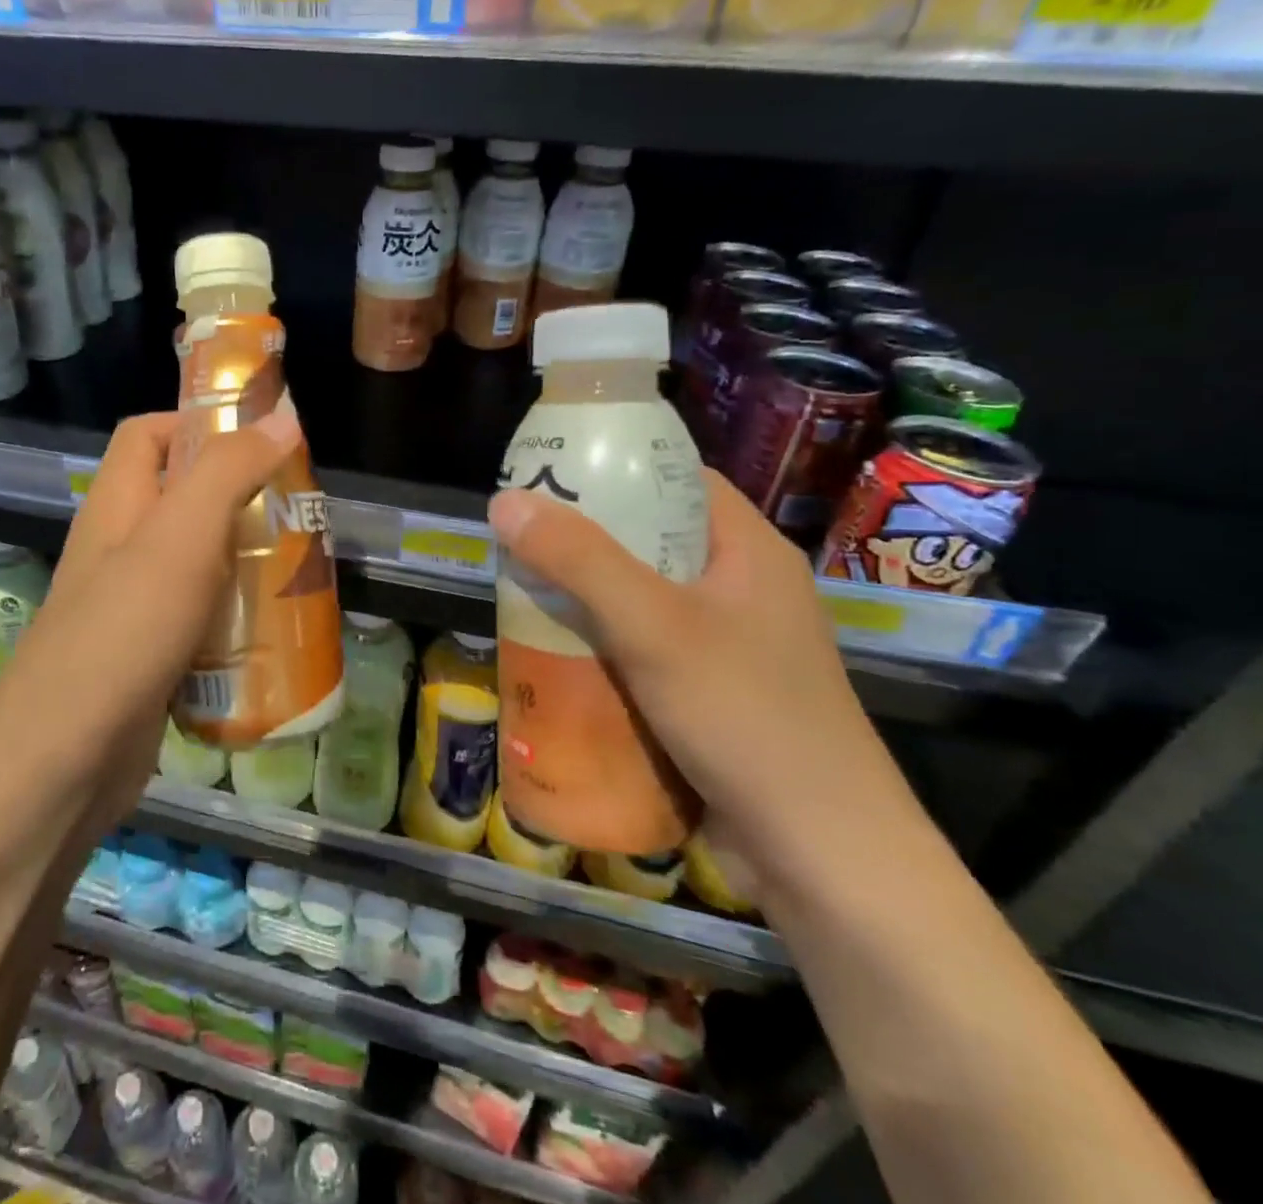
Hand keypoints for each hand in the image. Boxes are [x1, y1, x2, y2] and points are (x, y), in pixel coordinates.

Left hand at [0, 402, 302, 835]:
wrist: (64, 763)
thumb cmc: (122, 633)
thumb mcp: (181, 538)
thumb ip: (228, 471)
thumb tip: (280, 417)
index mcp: (116, 505)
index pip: (147, 434)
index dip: (197, 422)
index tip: (259, 439)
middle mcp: (120, 548)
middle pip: (182, 498)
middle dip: (241, 496)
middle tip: (299, 511)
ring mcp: (132, 606)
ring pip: (197, 561)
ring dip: (245, 559)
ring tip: (301, 567)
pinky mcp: (150, 655)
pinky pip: (200, 618)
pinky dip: (235, 616)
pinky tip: (275, 631)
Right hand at [487, 472, 924, 898]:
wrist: (822, 858)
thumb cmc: (746, 718)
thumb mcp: (653, 626)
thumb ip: (579, 561)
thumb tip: (504, 501)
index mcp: (749, 551)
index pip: (680, 479)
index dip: (617, 467)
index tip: (552, 472)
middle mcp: (742, 590)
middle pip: (652, 540)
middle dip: (584, 540)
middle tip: (521, 539)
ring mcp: (728, 647)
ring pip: (641, 600)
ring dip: (585, 599)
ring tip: (522, 592)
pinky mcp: (710, 696)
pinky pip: (642, 650)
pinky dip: (600, 646)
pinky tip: (555, 656)